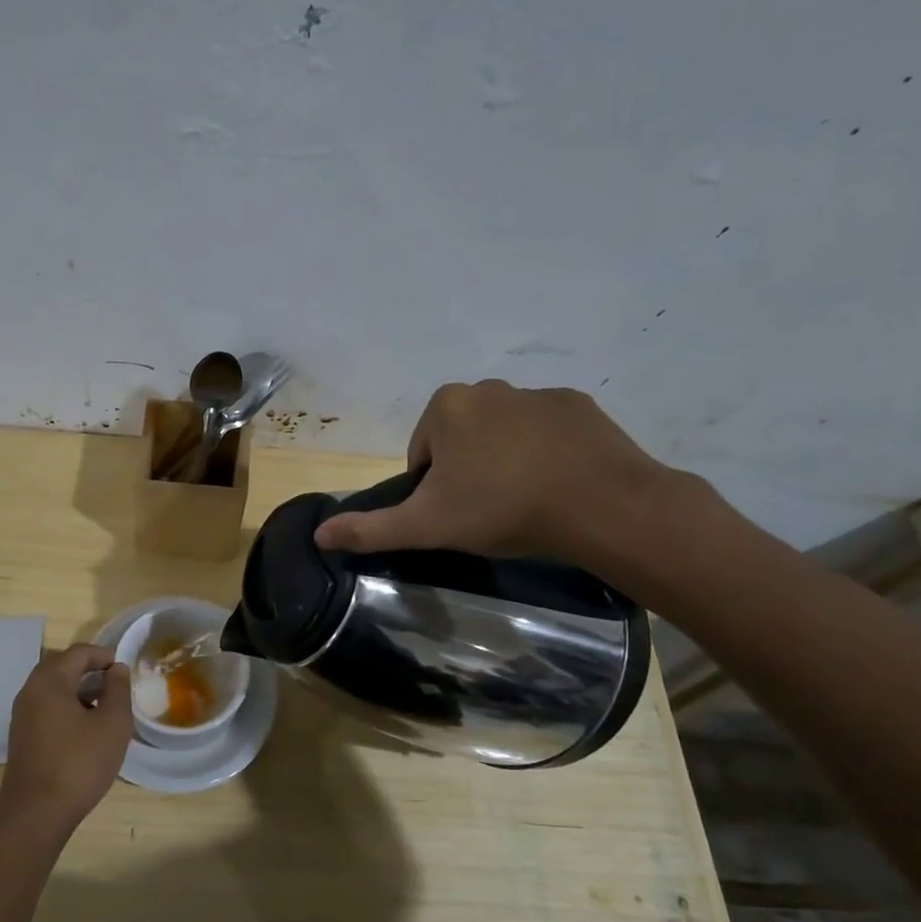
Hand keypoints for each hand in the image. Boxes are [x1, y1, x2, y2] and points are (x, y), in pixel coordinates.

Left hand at [0, 644, 132, 832]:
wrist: (36, 814)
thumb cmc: (79, 763)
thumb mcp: (112, 724)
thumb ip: (118, 690)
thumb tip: (117, 669)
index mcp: (49, 681)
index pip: (79, 653)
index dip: (104, 656)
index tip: (125, 669)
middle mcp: (30, 691)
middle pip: (62, 666)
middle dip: (90, 670)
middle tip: (116, 684)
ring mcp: (22, 715)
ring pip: (53, 688)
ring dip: (79, 689)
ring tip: (106, 705)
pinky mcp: (22, 736)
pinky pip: (47, 707)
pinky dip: (67, 706)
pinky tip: (86, 728)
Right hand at [312, 381, 673, 564]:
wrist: (601, 505)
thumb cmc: (502, 509)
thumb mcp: (427, 526)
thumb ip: (371, 528)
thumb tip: (320, 534)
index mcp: (445, 406)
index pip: (422, 452)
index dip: (432, 488)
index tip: (456, 514)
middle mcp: (487, 387)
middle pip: (461, 438)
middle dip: (467, 470)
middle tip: (488, 511)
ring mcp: (537, 393)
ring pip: (504, 433)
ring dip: (505, 460)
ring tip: (525, 501)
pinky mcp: (578, 405)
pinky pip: (547, 430)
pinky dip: (545, 453)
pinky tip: (558, 484)